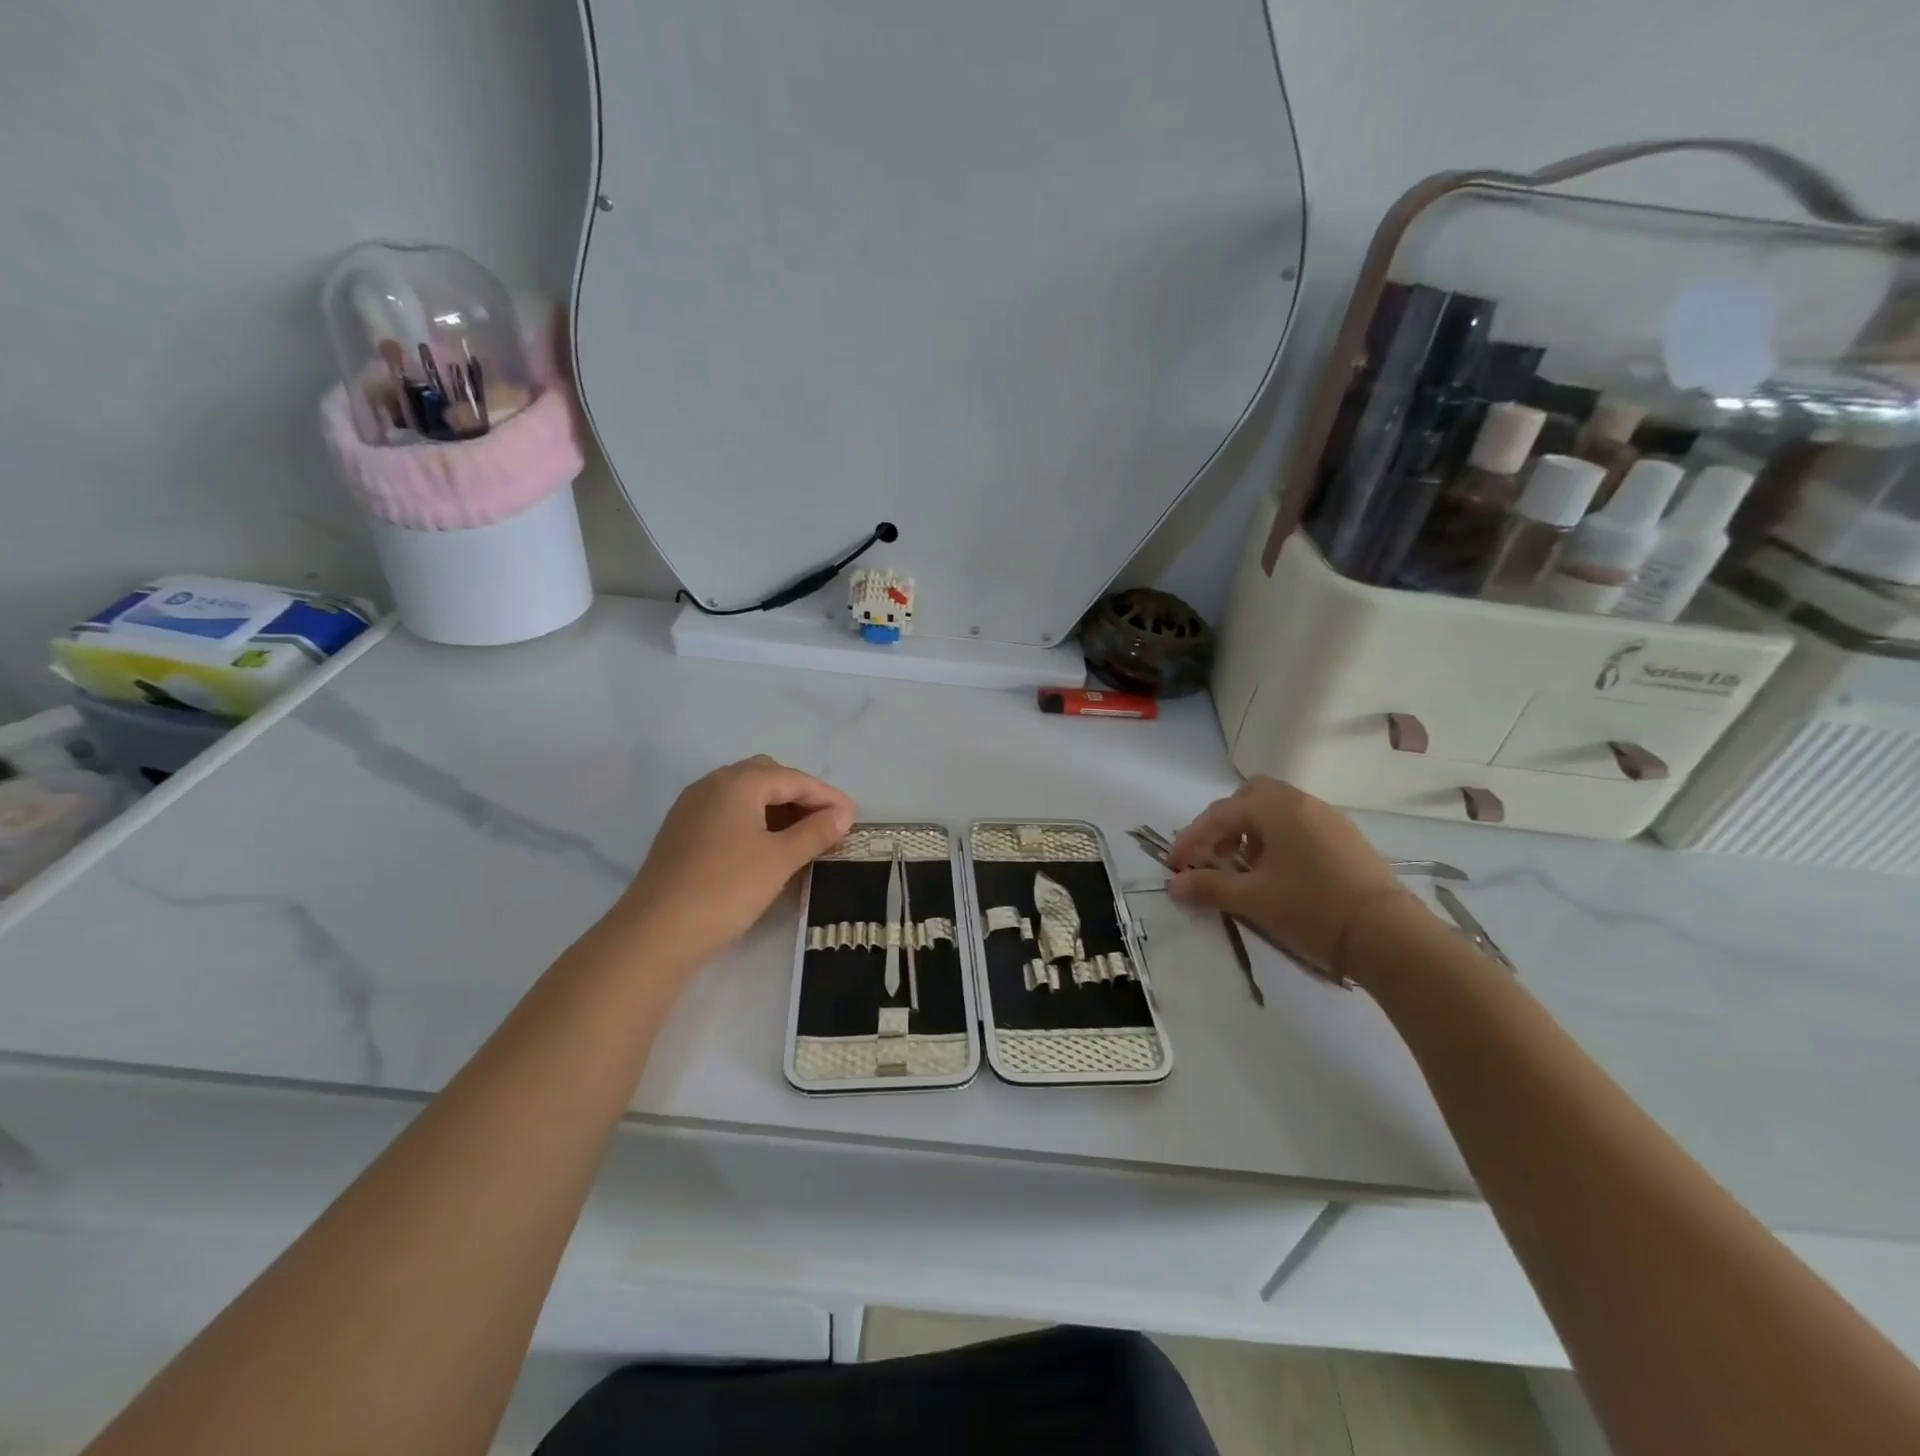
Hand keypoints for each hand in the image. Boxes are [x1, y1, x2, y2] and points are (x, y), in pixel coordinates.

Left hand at [612, 755, 854, 968]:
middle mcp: (713, 784)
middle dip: (800, 795)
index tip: (853, 817)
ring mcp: (692, 807)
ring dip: (776, 807)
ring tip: (801, 836)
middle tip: (825, 822)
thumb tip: (843, 814)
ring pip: (745, 794)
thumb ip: (815, 832)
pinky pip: (727, 811)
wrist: (657, 930)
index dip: (827, 796)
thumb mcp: (780, 859)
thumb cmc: (727, 887)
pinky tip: (765, 846)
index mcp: (738, 782)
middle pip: (767, 776)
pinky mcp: (681, 831)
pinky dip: (753, 820)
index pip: (793, 779)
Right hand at [1166, 777, 1413, 980]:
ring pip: (1278, 810)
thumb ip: (1208, 888)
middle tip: (1214, 855)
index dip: (1191, 838)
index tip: (1175, 865)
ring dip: (1252, 831)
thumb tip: (1174, 885)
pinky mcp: (1347, 839)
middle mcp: (1302, 803)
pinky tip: (1279, 874)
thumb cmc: (1312, 910)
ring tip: (1244, 868)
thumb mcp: (1253, 901)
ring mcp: (1329, 819)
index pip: (1220, 814)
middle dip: (1225, 822)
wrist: (1390, 937)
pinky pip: (1300, 825)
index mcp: (1276, 809)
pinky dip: (1278, 839)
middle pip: (1251, 796)